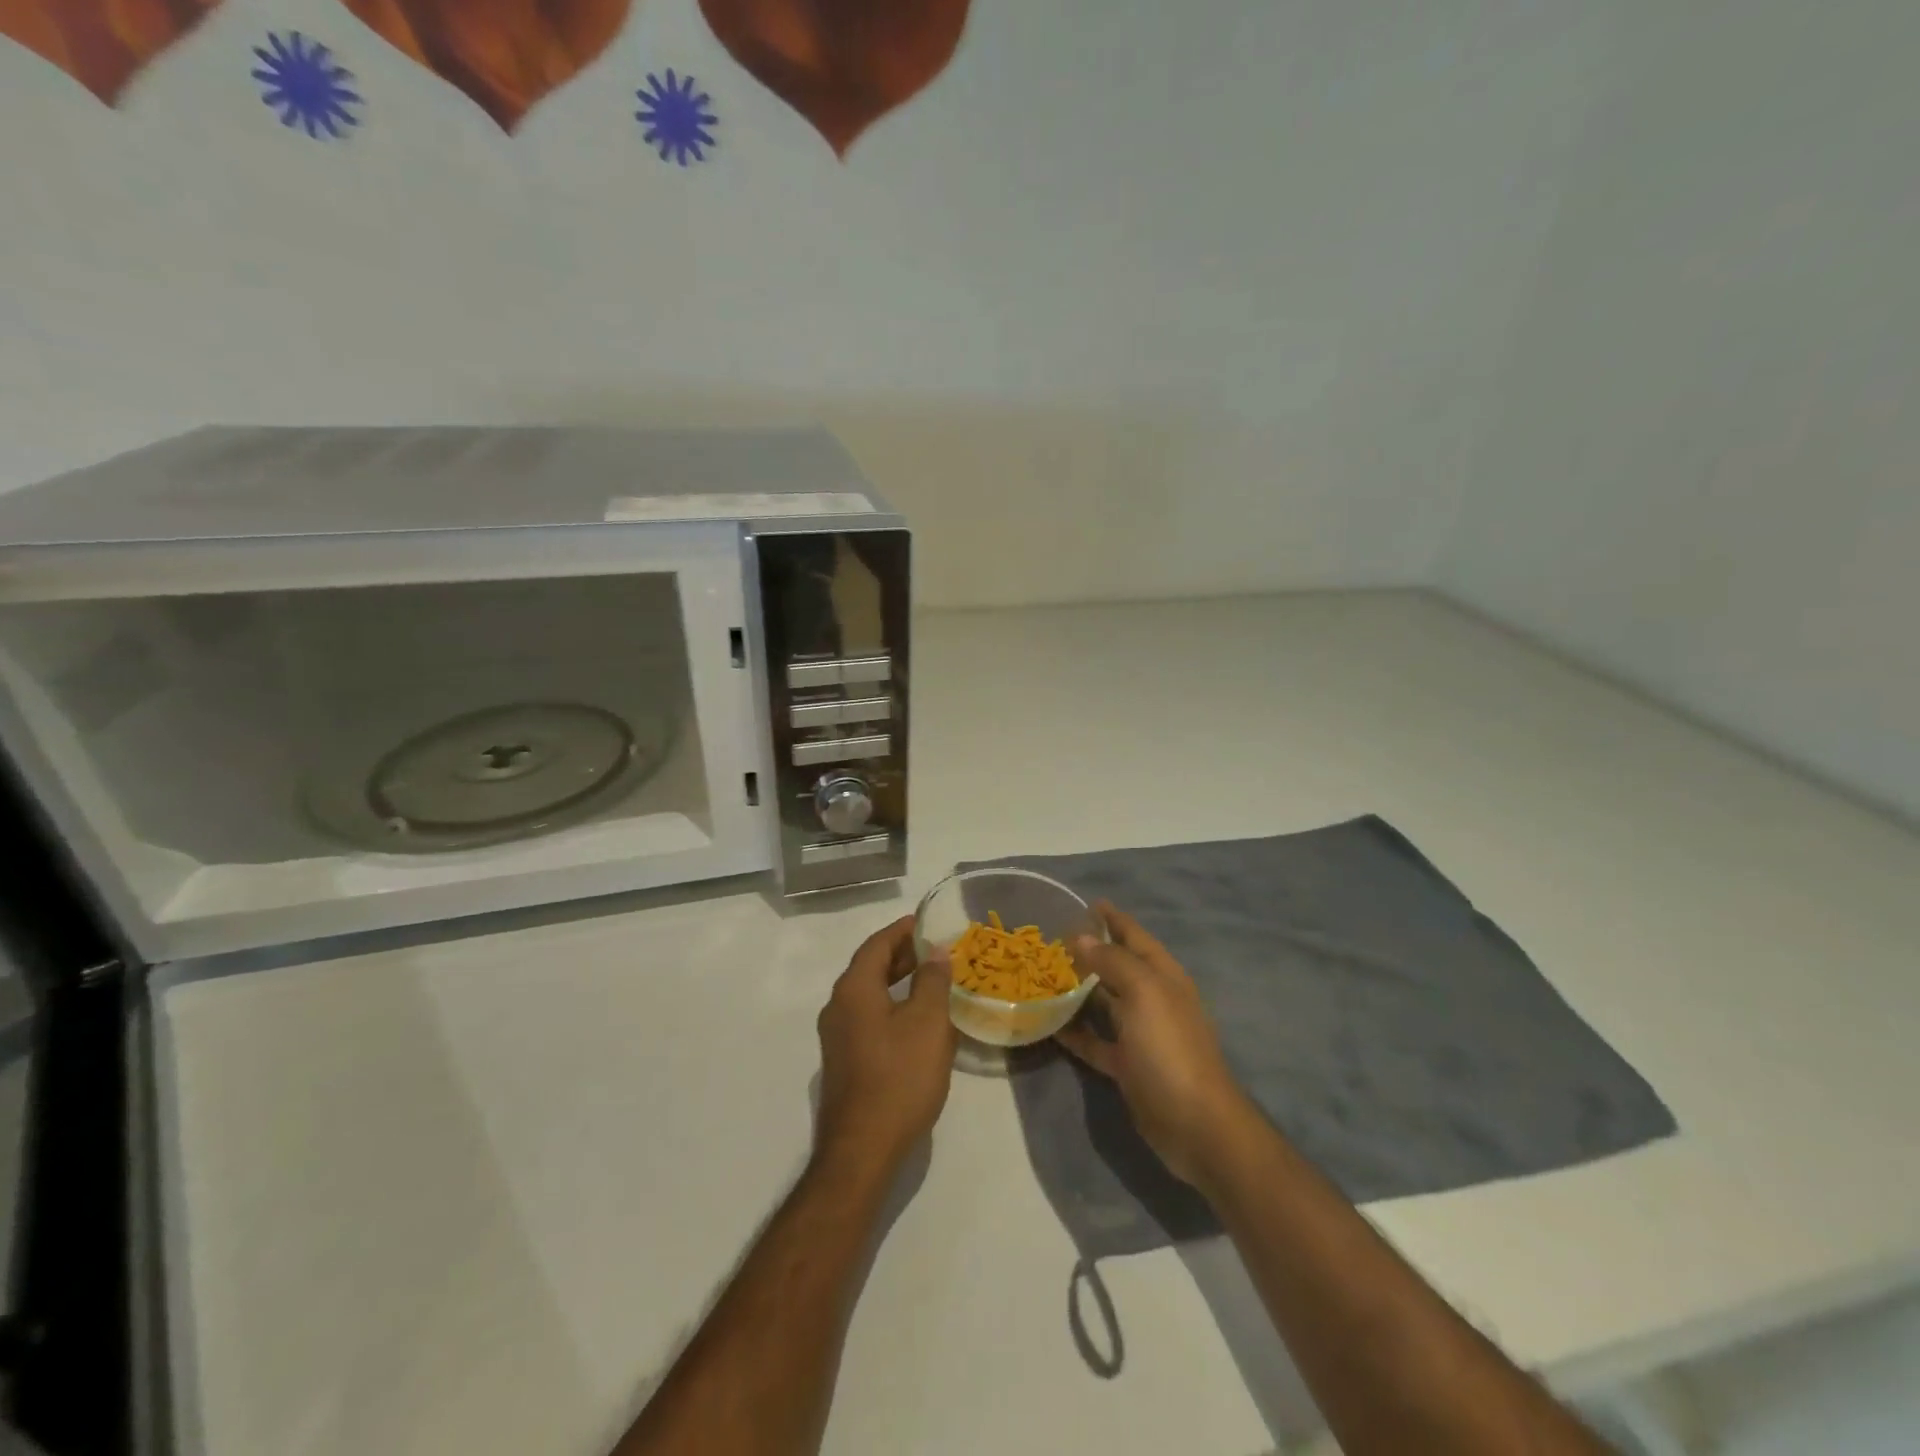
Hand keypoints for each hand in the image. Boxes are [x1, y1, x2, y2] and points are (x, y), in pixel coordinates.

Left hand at [814, 915, 957, 1175]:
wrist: (862, 1150)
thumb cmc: (899, 1078)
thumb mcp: (927, 1023)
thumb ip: (932, 981)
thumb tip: (934, 951)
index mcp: (853, 990)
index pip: (877, 945)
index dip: (902, 930)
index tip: (927, 921)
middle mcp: (838, 1007)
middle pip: (870, 967)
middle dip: (902, 955)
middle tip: (936, 949)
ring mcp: (837, 1037)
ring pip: (869, 994)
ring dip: (898, 982)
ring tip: (932, 980)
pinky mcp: (844, 1062)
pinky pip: (868, 1018)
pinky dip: (891, 1006)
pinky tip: (917, 1021)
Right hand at [1056, 904, 1253, 1189]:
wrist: (1195, 1123)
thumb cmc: (1170, 1047)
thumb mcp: (1143, 992)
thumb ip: (1111, 961)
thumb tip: (1081, 936)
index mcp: (1163, 976)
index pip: (1135, 936)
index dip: (1113, 918)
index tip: (1087, 902)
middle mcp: (1153, 999)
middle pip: (1118, 966)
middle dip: (1091, 950)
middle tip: (1052, 938)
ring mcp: (1141, 1034)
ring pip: (1105, 1002)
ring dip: (1079, 988)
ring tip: (1044, 974)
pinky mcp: (1128, 1065)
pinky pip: (1096, 1041)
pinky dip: (1076, 1031)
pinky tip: (1049, 1023)